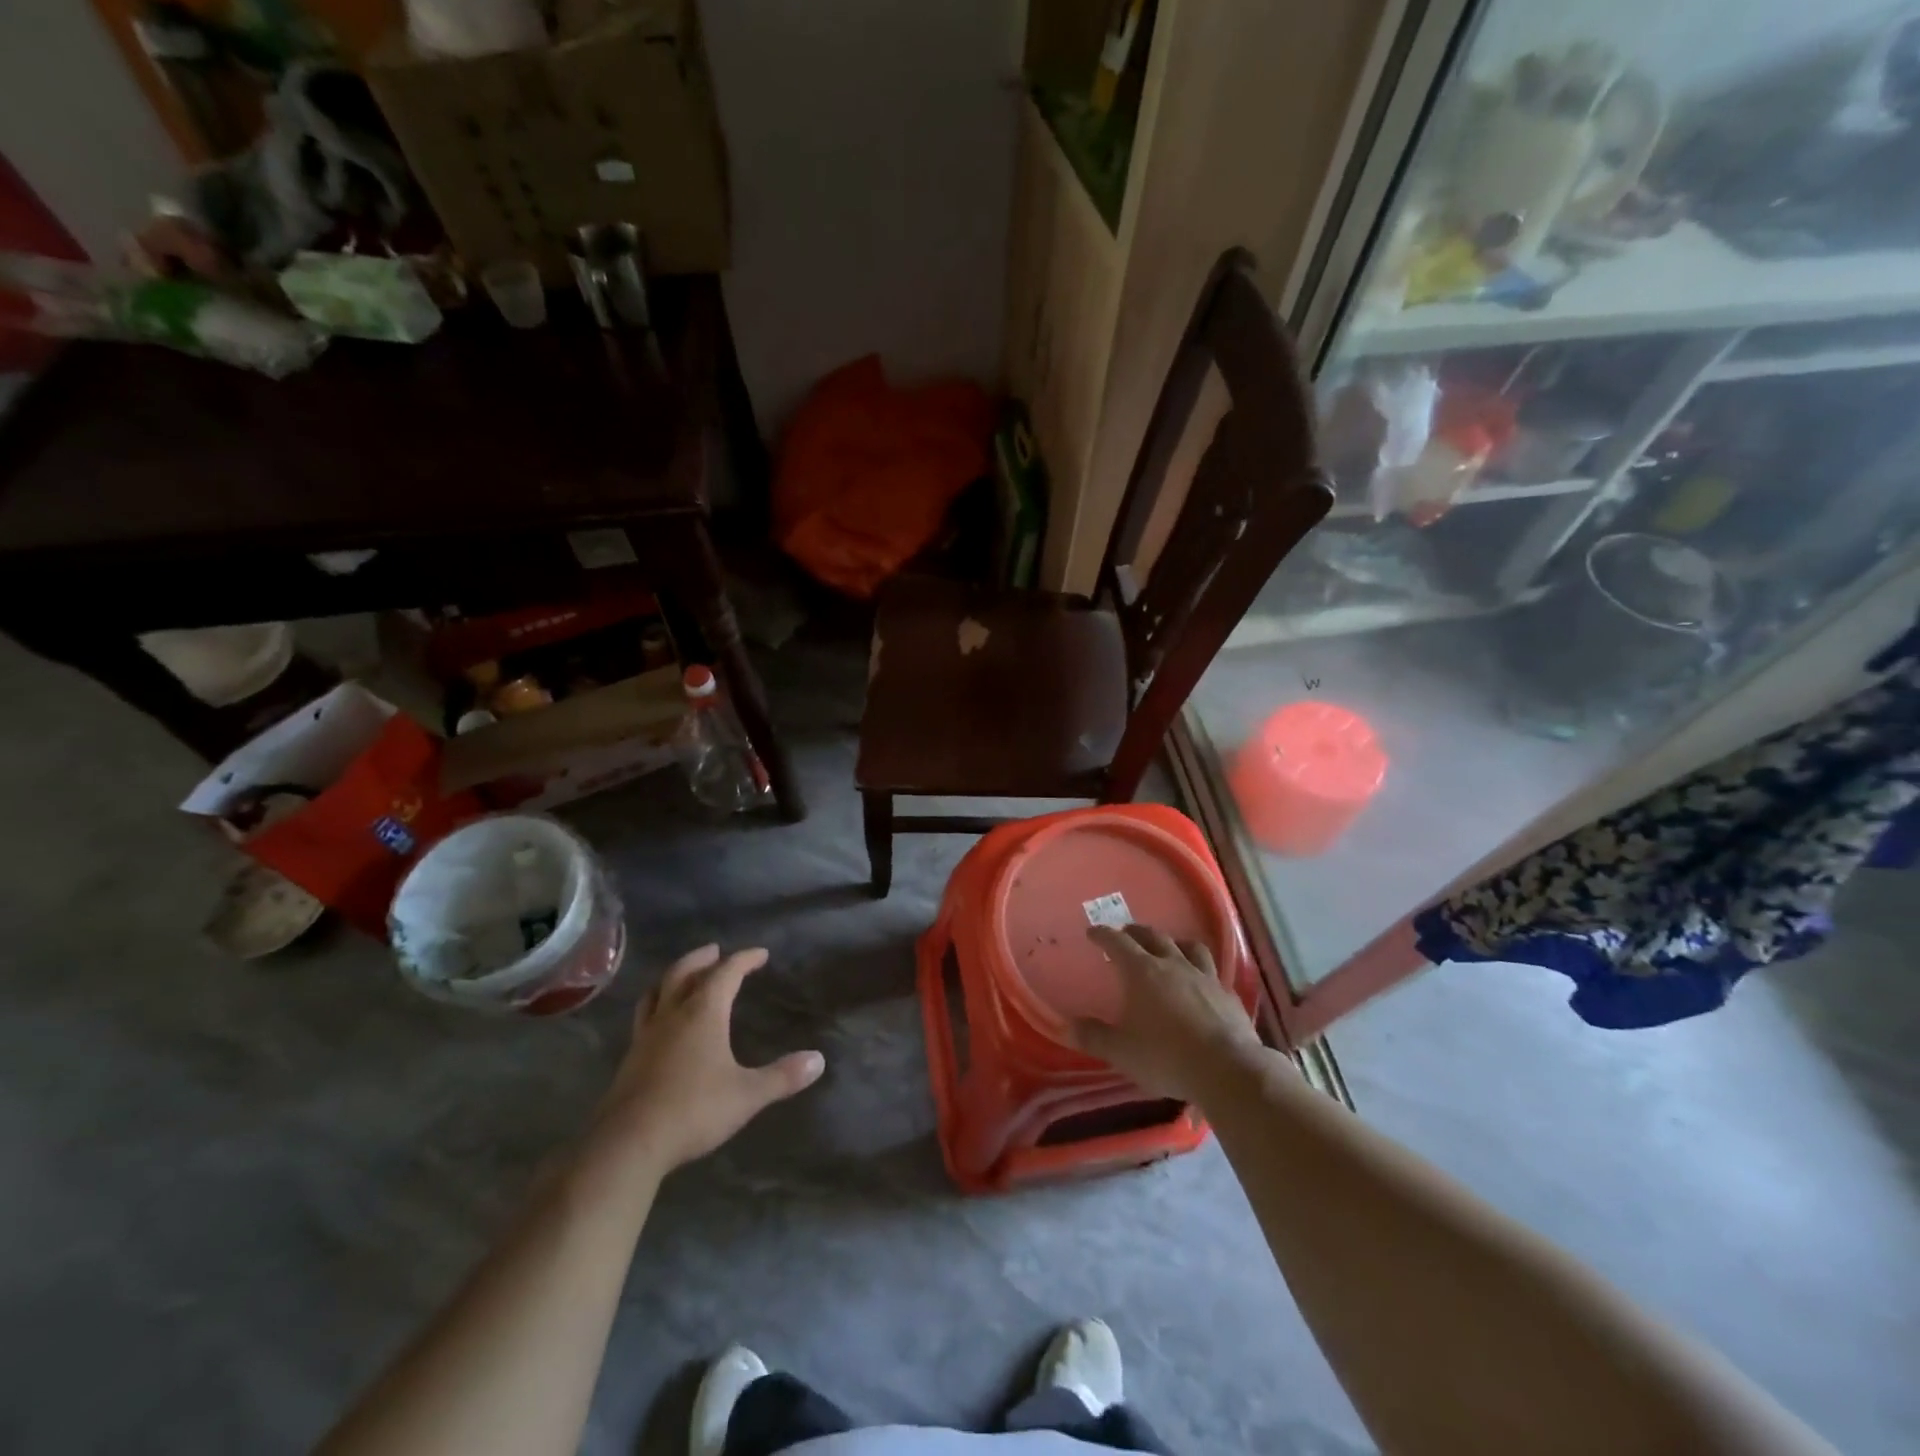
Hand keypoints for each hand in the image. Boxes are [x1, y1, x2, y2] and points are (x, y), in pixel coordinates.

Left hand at [594, 945, 825, 1173]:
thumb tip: (819, 1060)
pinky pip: (645, 1018)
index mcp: (703, 1013)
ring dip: (673, 977)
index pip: (726, 973)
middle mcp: (672, 1015)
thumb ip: (783, 1076)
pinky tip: (662, 1024)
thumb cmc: (693, 1110)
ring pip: (657, 992)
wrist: (628, 1143)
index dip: (744, 959)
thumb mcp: (747, 1094)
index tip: (760, 954)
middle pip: (684, 972)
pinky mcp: (630, 1059)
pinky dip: (657, 1006)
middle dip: (702, 958)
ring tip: (683, 977)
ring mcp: (646, 1036)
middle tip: (715, 951)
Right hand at [1071, 924, 1263, 1103]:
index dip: (1103, 935)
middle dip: (1136, 932)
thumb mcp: (1121, 1051)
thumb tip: (1066, 1027)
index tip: (1093, 932)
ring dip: (1174, 942)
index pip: (1118, 943)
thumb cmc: (1166, 1056)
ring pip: (1189, 947)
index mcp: (1142, 972)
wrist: (1227, 1069)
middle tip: (1126, 933)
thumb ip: (1093, 1037)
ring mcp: (1204, 977)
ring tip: (1169, 946)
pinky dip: (1201, 970)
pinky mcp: (1228, 994)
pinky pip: (1212, 972)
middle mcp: (1173, 965)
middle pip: (1153, 937)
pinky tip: (1202, 982)